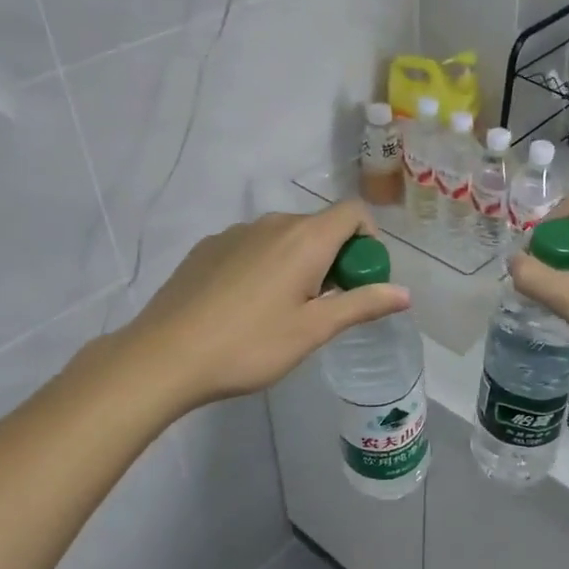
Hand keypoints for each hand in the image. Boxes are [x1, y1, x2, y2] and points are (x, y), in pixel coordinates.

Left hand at [122, 203, 409, 412]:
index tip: (359, 280)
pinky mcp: (207, 247)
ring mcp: (235, 232)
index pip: (353, 213)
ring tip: (283, 311)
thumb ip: (361, 305)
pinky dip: (265, 265)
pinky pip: (252, 246)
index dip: (368, 240)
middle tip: (325, 306)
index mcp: (305, 238)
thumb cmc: (250, 345)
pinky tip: (245, 306)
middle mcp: (272, 223)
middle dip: (334, 258)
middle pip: (319, 226)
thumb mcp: (313, 330)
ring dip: (299, 263)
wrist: (165, 355)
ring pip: (284, 237)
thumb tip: (404, 293)